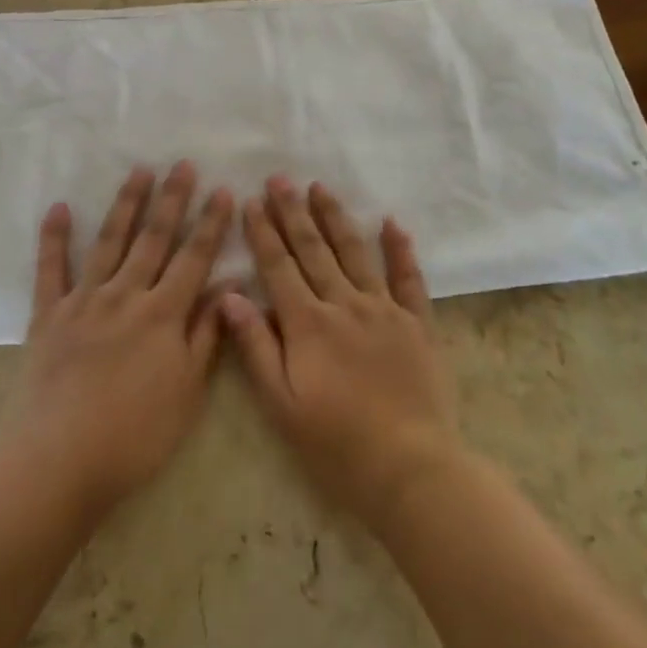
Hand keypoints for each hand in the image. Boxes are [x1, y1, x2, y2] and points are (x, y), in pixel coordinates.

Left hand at [7, 162, 232, 517]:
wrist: (58, 461)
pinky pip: (51, 269)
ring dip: (126, 204)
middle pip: (153, 238)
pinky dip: (53, 237)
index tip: (223, 190)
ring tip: (139, 170)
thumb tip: (230, 286)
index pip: (194, 257)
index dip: (211, 223)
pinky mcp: (48, 315)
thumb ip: (206, 335)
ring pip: (109, 241)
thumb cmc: (134, 435)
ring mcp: (84, 301)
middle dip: (172, 199)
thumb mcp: (187, 392)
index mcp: (163, 314)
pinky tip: (58, 208)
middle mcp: (126, 295)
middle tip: (182, 164)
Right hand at [220, 178, 462, 530]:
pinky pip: (408, 277)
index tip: (252, 201)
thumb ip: (256, 347)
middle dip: (293, 212)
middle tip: (280, 179)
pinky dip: (400, 249)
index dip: (263, 232)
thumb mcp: (282, 405)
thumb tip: (230, 296)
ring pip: (355, 252)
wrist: (410, 468)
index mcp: (308, 324)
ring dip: (335, 218)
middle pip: (313, 249)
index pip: (279, 266)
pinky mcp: (417, 323)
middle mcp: (344, 304)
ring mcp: (384, 309)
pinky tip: (391, 222)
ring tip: (320, 188)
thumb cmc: (336, 444)